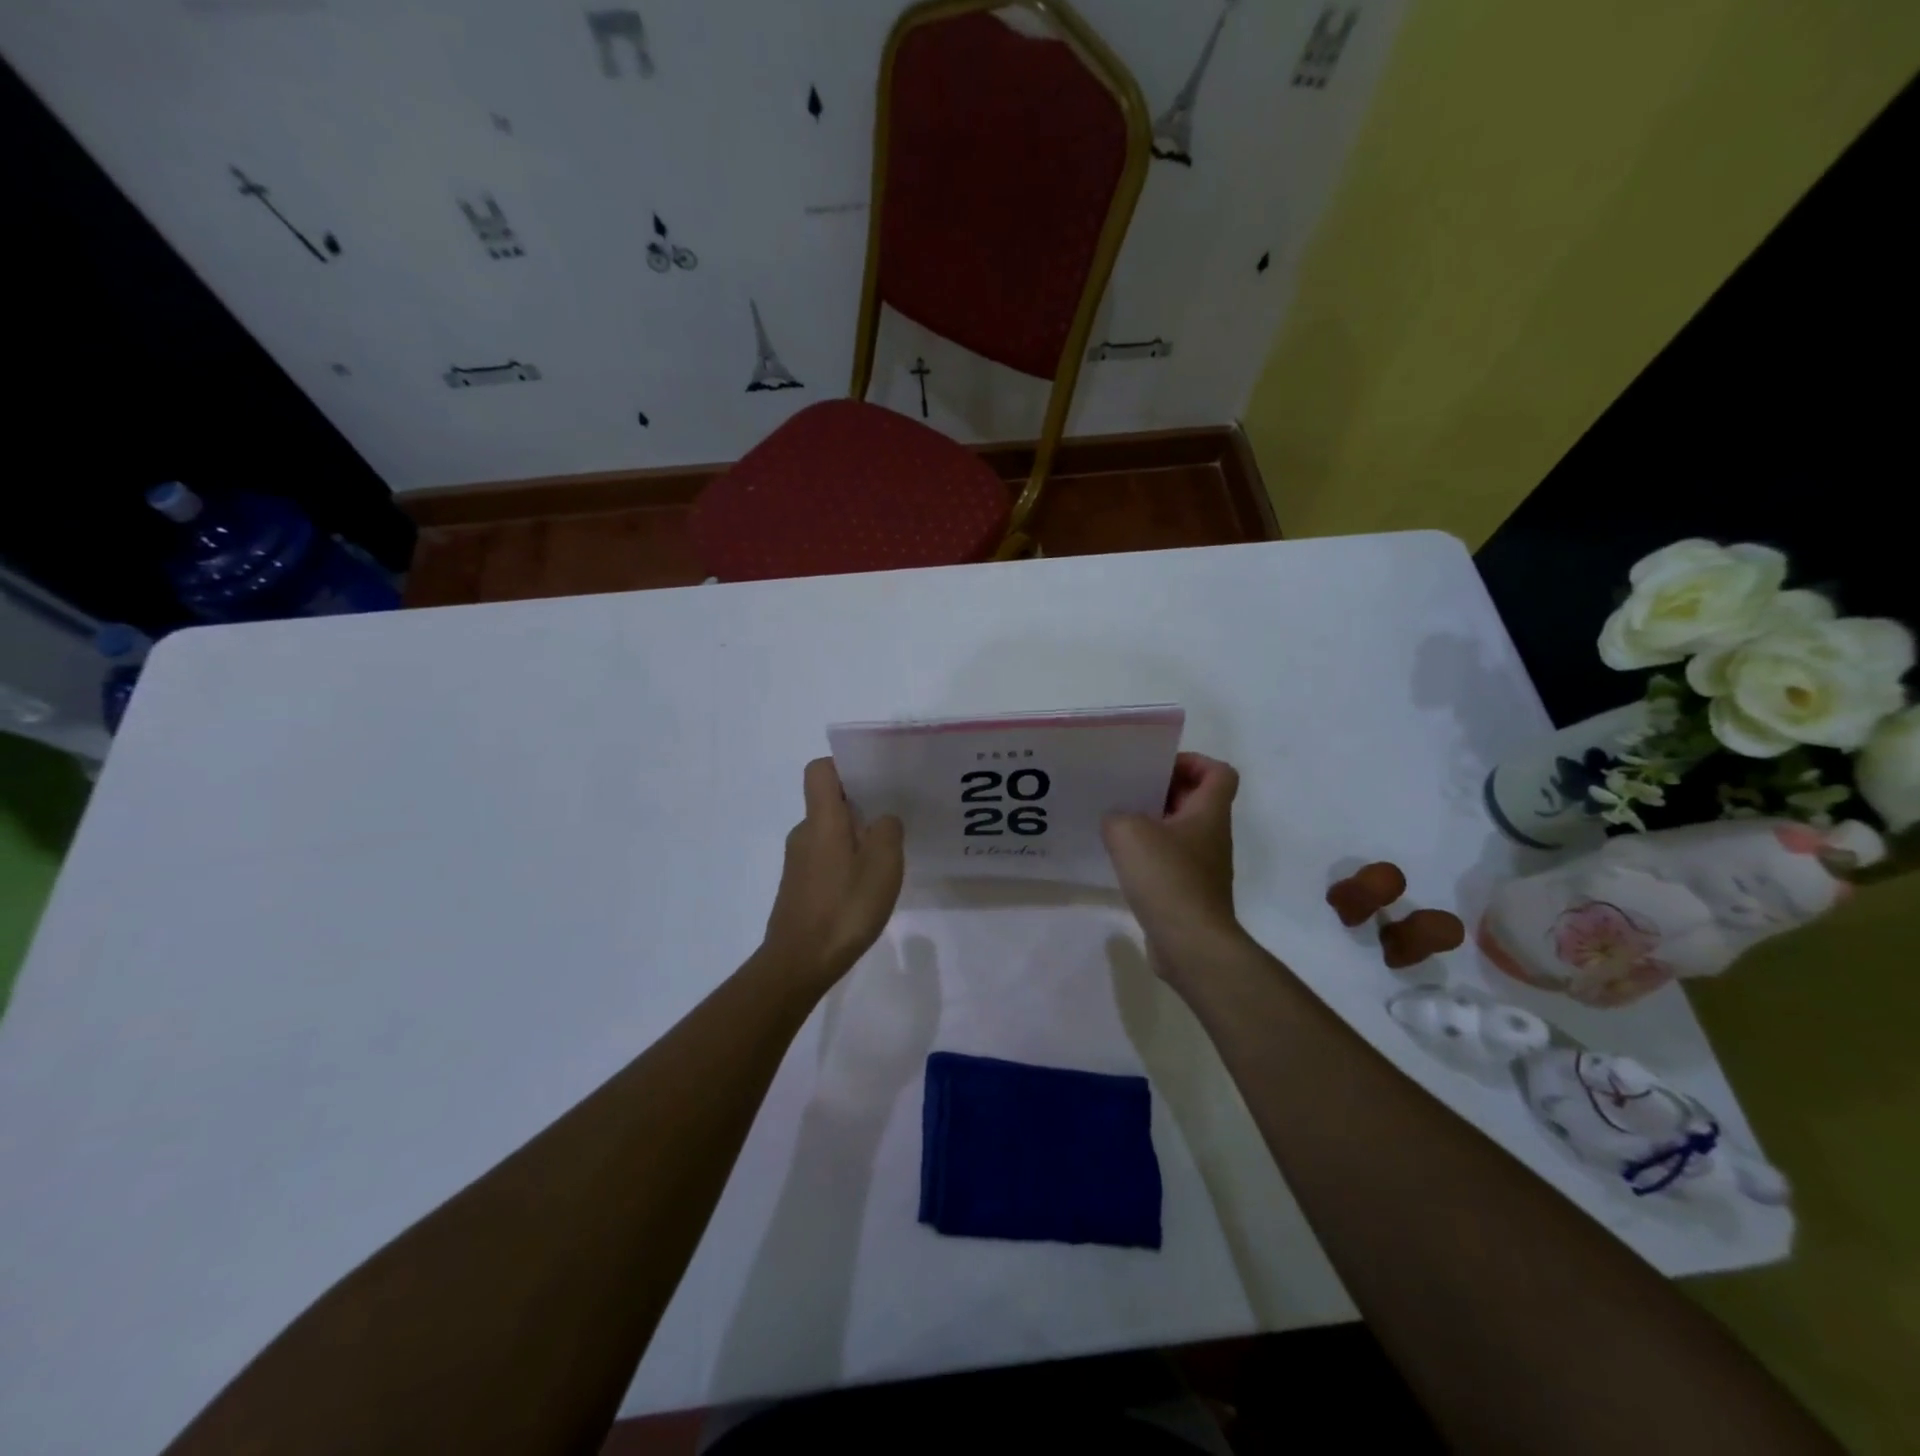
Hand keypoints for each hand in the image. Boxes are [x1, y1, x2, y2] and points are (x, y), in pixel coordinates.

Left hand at [760, 758, 904, 991]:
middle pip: (828, 801)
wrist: (799, 962)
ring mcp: (798, 861)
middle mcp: (804, 833)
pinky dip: (846, 862)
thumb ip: (888, 830)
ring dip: (855, 837)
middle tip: (894, 818)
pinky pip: (825, 858)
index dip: (844, 766)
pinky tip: (866, 887)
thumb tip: (884, 819)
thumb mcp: (883, 865)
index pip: (820, 770)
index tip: (874, 778)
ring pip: (829, 832)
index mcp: (822, 819)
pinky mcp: (799, 886)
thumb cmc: (844, 907)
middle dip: (860, 804)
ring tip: (886, 858)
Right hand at [1102, 753, 1249, 980]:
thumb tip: (1116, 820)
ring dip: (1152, 824)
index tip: (1157, 769)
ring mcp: (1203, 866)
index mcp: (1209, 813)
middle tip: (1127, 791)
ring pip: (1180, 831)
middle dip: (1162, 791)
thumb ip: (1116, 815)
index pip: (1218, 772)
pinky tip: (1121, 862)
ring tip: (1116, 824)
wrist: (1191, 944)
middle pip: (1195, 800)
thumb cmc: (1167, 877)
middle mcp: (1212, 836)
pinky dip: (1149, 855)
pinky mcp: (1190, 892)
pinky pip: (1170, 861)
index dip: (1192, 762)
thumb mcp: (1128, 832)